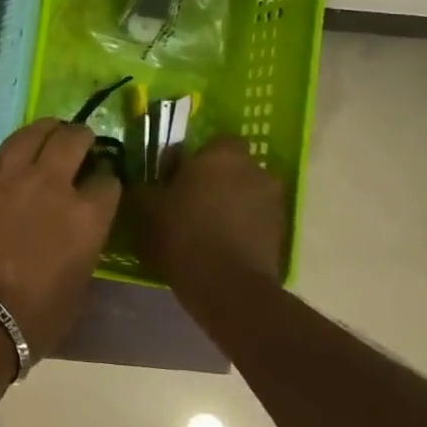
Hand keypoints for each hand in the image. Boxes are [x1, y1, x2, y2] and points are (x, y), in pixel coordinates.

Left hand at [0, 119, 120, 359]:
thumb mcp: (76, 288)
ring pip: (34, 133)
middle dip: (82, 138)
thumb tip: (76, 233)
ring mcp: (10, 177)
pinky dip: (16, 147)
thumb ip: (82, 248)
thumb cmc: (31, 318)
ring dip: (47, 130)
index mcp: (86, 217)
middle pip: (73, 141)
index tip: (102, 184)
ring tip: (51, 132)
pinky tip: (17, 152)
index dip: (107, 180)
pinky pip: (2, 151)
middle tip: (82, 142)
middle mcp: (52, 185)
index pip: (108, 182)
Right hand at [134, 134, 285, 284]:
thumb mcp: (147, 206)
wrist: (227, 284)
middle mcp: (254, 170)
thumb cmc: (182, 233)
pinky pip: (256, 219)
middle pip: (233, 168)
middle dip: (215, 180)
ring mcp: (273, 201)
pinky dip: (241, 226)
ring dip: (230, 204)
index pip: (214, 141)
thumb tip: (145, 180)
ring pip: (246, 194)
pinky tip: (220, 245)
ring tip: (206, 227)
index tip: (176, 177)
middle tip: (190, 201)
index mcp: (221, 155)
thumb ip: (147, 185)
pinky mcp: (281, 231)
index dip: (196, 158)